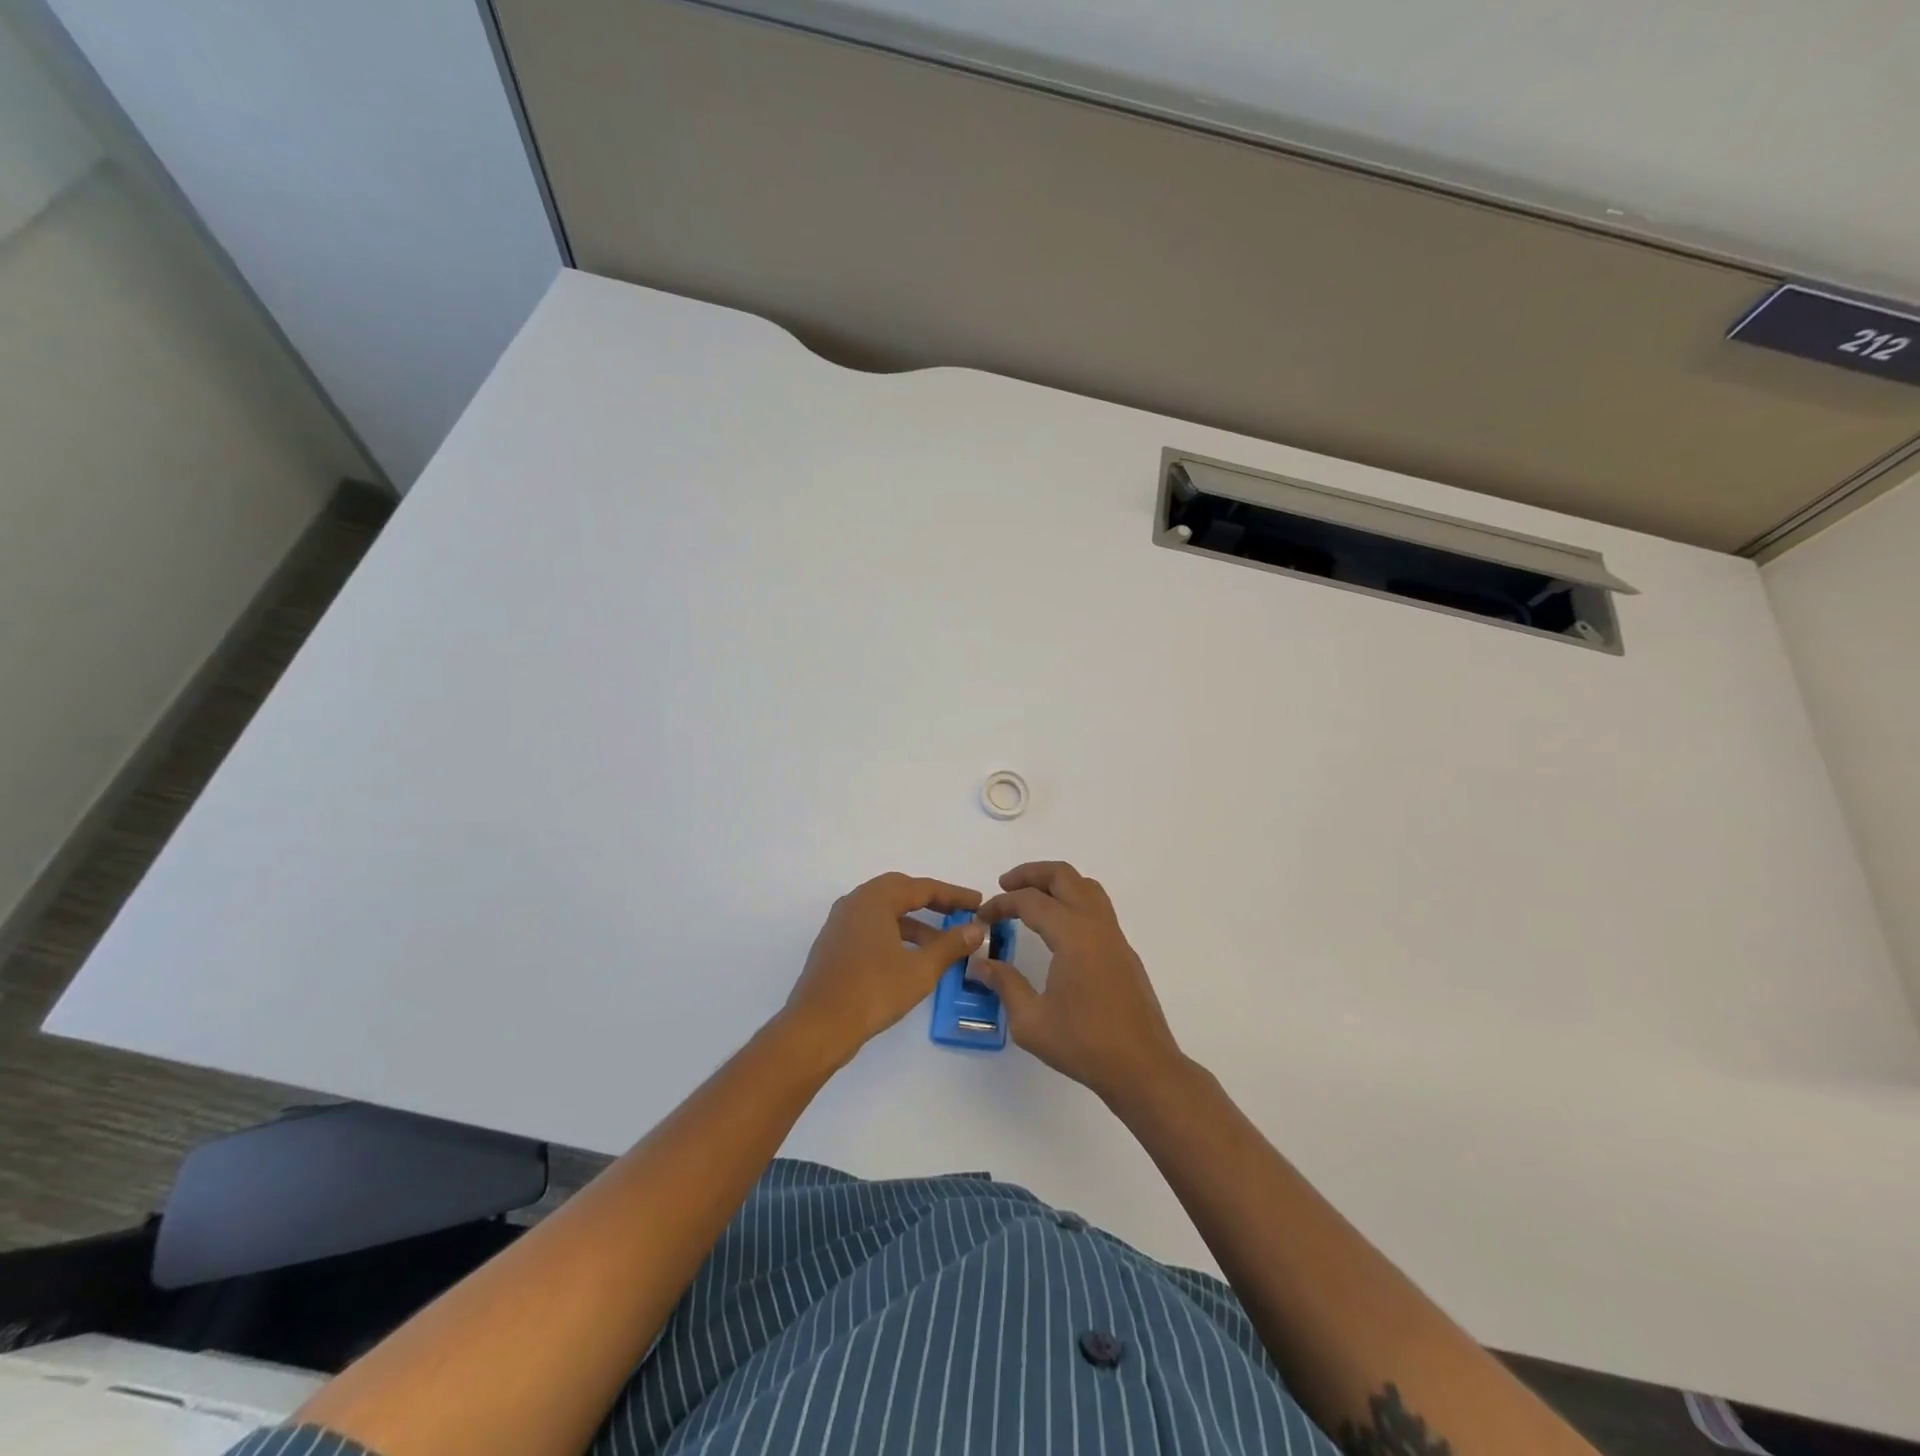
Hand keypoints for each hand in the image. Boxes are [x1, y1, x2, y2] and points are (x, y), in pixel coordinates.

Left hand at [783, 872, 982, 1068]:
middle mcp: (855, 902)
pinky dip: (895, 934)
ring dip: (914, 922)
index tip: (978, 903)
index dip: (954, 895)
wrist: (817, 1027)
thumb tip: (977, 928)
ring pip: (885, 911)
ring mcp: (840, 923)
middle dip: (932, 902)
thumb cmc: (872, 991)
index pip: (922, 887)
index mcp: (875, 899)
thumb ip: (951, 945)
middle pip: (900, 891)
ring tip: (941, 943)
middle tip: (959, 913)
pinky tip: (911, 958)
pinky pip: (871, 927)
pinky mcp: (834, 945)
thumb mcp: (920, 969)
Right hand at [973, 861, 1183, 1103]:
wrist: (1143, 1069)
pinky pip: (1097, 908)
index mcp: (1073, 935)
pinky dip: (1073, 902)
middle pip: (1064, 876)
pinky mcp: (1124, 952)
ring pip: (1086, 887)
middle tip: (1005, 886)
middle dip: (1031, 874)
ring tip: (1031, 899)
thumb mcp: (1031, 1021)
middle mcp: (1096, 925)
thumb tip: (980, 963)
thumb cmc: (1084, 1045)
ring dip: (1056, 883)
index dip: (1001, 904)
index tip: (981, 918)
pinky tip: (1058, 930)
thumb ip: (1005, 984)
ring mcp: (1115, 937)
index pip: (1030, 901)